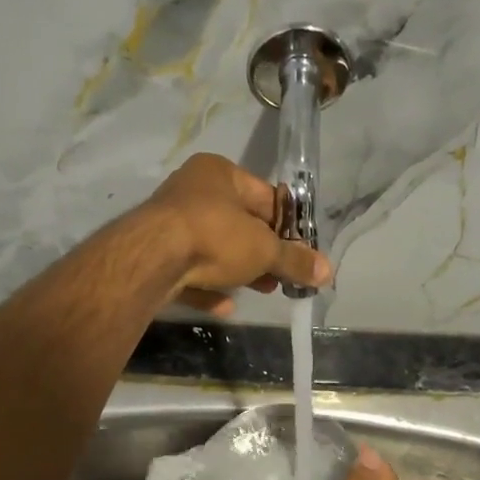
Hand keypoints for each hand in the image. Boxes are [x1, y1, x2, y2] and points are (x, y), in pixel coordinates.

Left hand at [141, 154, 330, 314]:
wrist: (151, 260)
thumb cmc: (215, 236)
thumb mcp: (264, 249)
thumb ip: (295, 260)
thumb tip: (328, 271)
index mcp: (219, 173)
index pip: (265, 197)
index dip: (287, 226)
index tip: (301, 251)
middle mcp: (191, 190)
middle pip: (239, 224)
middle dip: (263, 253)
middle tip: (282, 276)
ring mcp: (169, 223)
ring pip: (214, 248)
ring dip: (239, 271)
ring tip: (263, 290)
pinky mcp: (155, 254)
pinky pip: (190, 270)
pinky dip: (208, 286)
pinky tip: (225, 306)